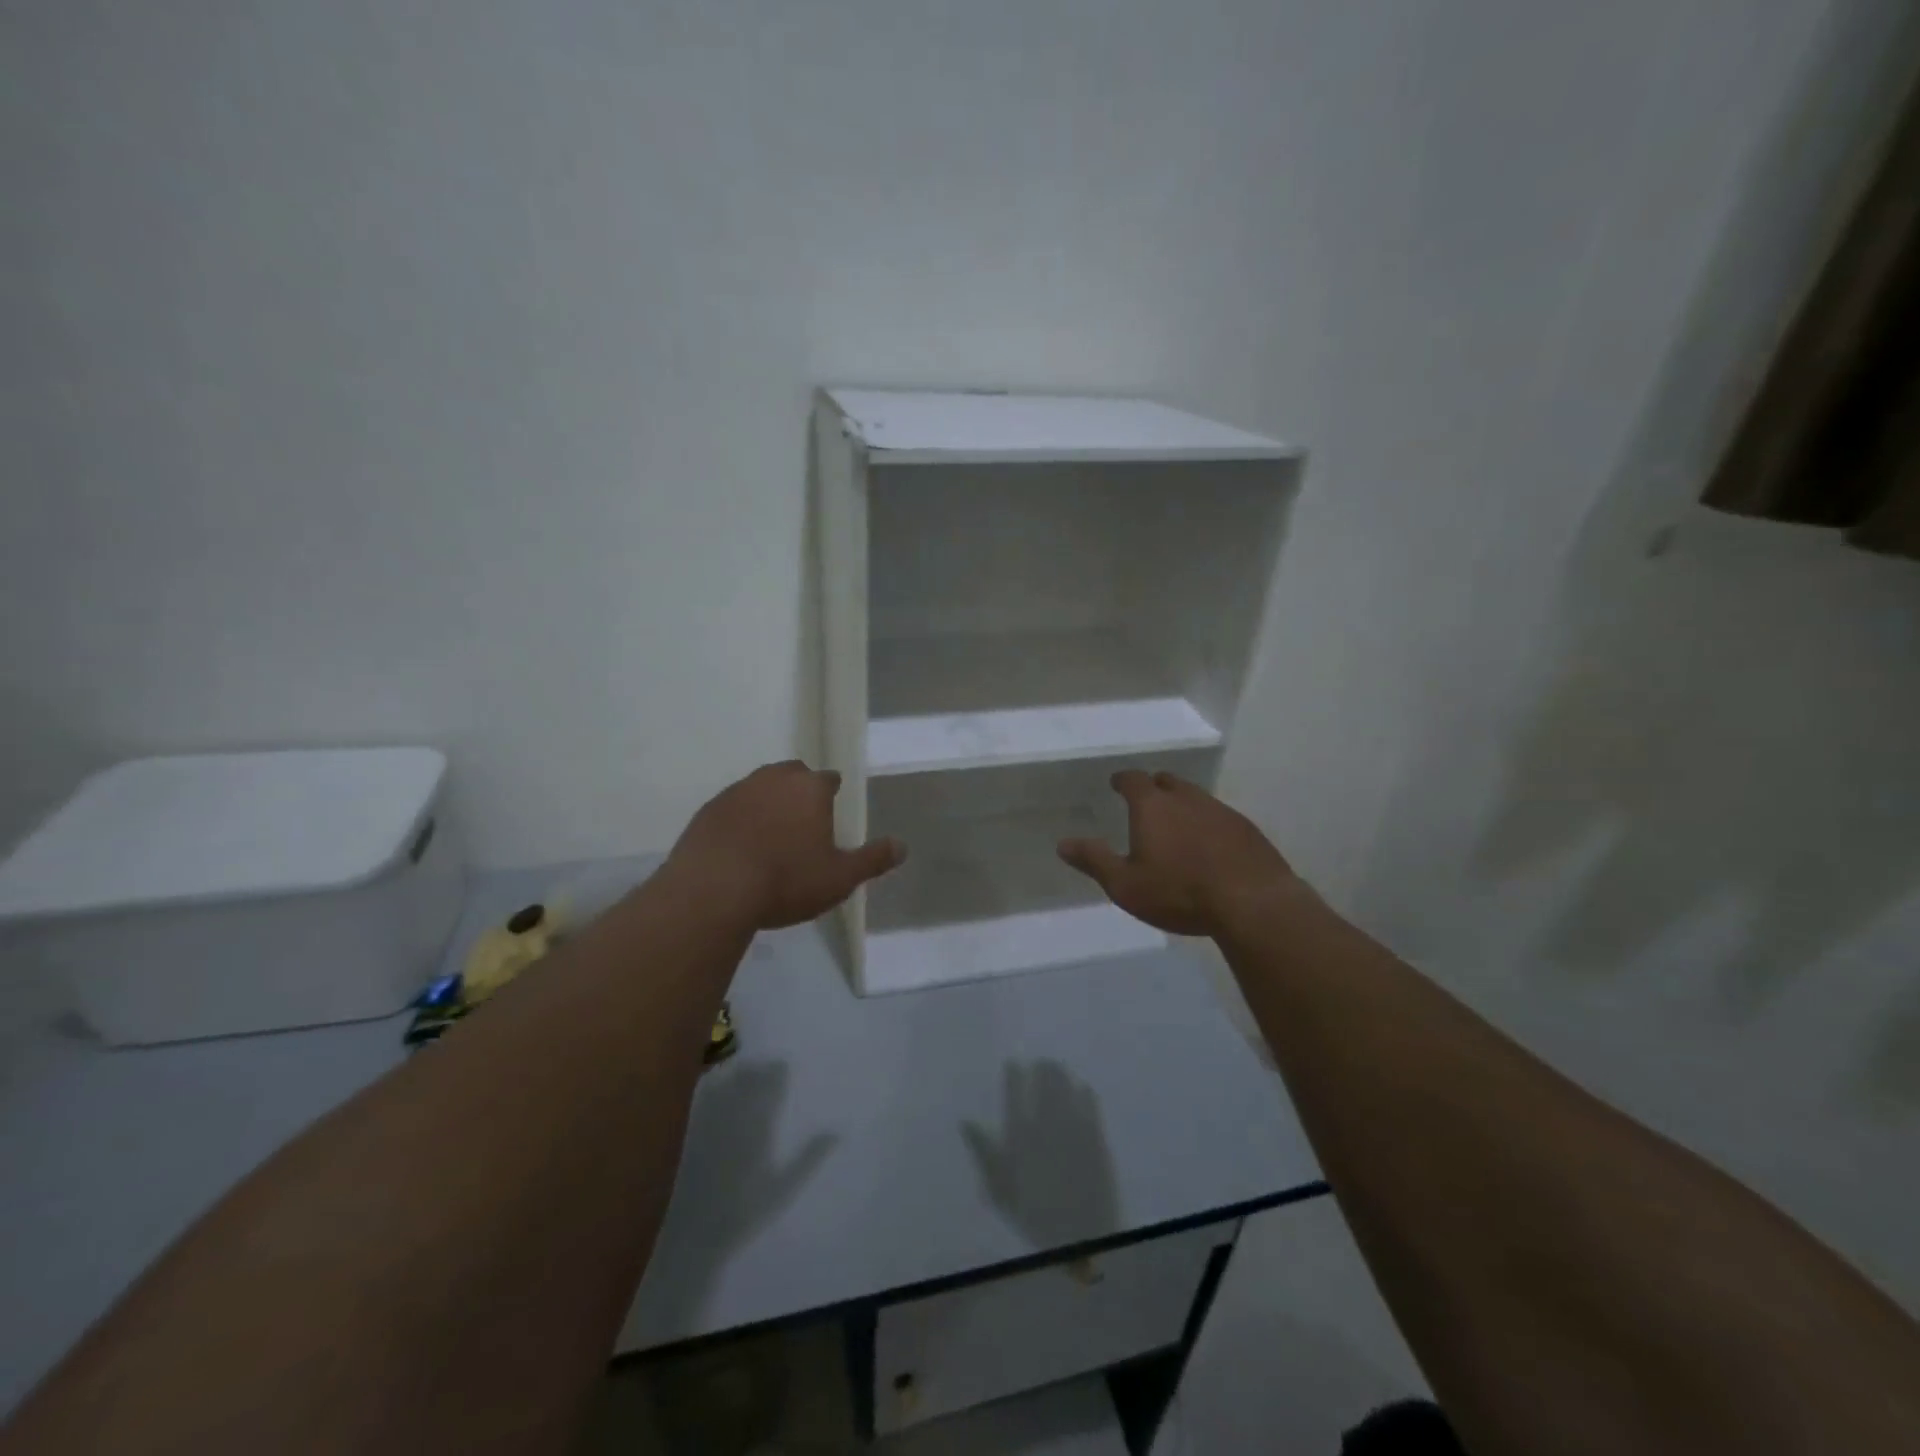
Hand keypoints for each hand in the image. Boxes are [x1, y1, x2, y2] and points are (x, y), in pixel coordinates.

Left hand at [667, 761, 905, 929]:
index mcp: (810, 788)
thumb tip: (902, 846)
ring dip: (768, 804)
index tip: (831, 815)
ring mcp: (736, 791)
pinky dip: (740, 820)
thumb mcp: (839, 878)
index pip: (829, 780)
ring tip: (771, 835)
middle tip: (803, 823)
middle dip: (800, 792)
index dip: (832, 795)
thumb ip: (872, 860)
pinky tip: (740, 846)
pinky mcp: (708, 810)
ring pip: (759, 788)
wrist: (713, 891)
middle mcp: (774, 779)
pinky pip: (732, 808)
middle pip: (793, 775)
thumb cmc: (786, 880)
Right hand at [1057, 770, 1299, 936]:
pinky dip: (1208, 824)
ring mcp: (1220, 811)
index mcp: (1153, 806)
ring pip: (1196, 797)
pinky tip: (1209, 846)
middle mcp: (1187, 799)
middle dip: (1154, 787)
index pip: (1133, 780)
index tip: (1117, 784)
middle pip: (1168, 782)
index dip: (1123, 780)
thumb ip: (1094, 860)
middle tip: (1147, 801)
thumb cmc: (1179, 892)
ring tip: (1177, 825)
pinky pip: (1220, 817)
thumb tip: (1063, 844)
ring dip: (1183, 805)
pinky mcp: (1246, 829)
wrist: (1252, 902)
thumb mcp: (1125, 885)